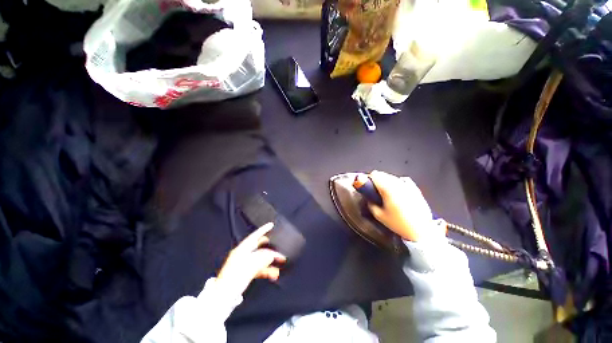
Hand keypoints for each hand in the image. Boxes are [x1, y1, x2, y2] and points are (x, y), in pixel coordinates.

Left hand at [217, 223, 286, 295]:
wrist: (222, 299)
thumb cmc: (233, 281)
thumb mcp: (249, 268)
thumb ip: (262, 259)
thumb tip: (272, 255)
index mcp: (241, 250)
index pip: (254, 237)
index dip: (263, 230)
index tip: (271, 225)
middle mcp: (243, 255)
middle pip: (259, 247)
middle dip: (270, 248)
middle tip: (280, 247)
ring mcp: (244, 264)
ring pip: (261, 259)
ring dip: (270, 261)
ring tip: (281, 263)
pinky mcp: (246, 273)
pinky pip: (259, 268)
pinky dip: (266, 270)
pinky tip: (273, 275)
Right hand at [367, 171, 444, 241]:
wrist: (421, 231)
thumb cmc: (398, 224)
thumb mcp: (379, 216)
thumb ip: (371, 204)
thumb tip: (369, 198)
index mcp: (388, 189)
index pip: (375, 175)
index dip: (369, 179)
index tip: (367, 185)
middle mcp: (398, 184)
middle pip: (384, 174)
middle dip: (377, 180)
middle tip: (375, 190)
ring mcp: (408, 186)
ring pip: (393, 177)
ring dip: (387, 181)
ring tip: (385, 191)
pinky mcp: (416, 189)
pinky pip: (403, 181)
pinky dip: (397, 183)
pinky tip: (397, 191)